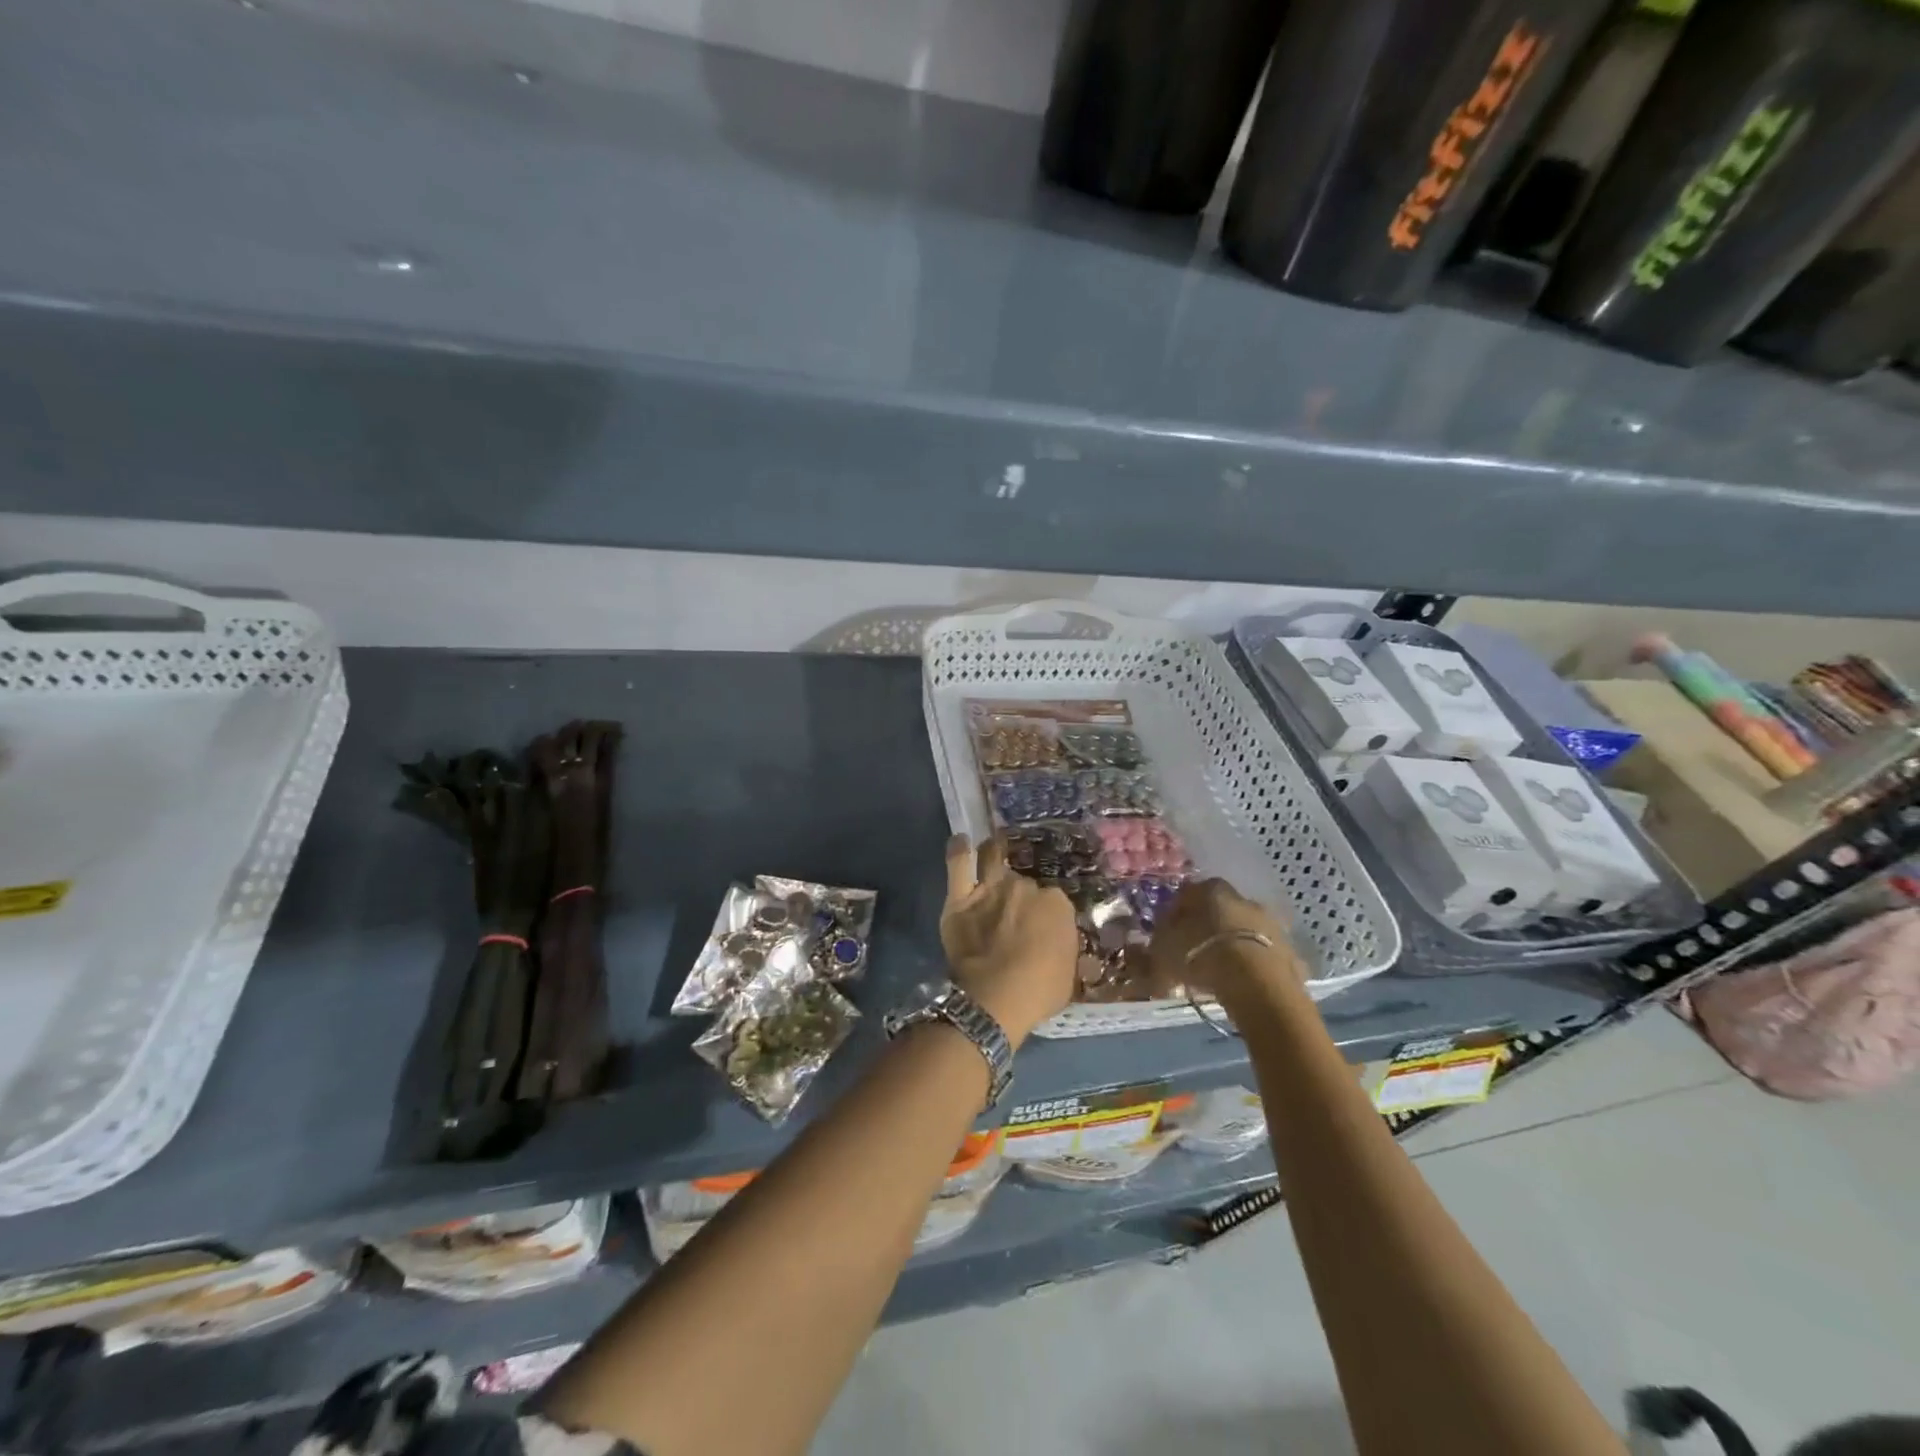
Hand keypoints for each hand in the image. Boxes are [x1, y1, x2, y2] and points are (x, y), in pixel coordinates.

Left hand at [941, 835, 1078, 1046]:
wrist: (996, 998)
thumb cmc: (1039, 992)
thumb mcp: (1069, 973)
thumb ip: (1064, 948)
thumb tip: (1059, 944)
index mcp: (1056, 904)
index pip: (1052, 899)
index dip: (1045, 912)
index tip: (1040, 925)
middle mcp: (1024, 887)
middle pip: (1022, 881)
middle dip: (1019, 892)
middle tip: (1015, 907)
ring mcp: (991, 888)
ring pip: (992, 857)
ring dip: (993, 852)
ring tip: (993, 849)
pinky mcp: (960, 898)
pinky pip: (958, 864)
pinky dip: (959, 850)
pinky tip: (961, 841)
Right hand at [1147, 878, 1301, 998]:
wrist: (1259, 986)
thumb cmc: (1203, 956)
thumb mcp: (1163, 951)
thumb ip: (1156, 943)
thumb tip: (1154, 942)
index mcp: (1211, 890)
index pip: (1187, 894)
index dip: (1174, 914)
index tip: (1166, 935)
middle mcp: (1243, 898)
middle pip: (1218, 911)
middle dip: (1205, 928)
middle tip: (1190, 954)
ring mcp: (1271, 924)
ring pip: (1242, 932)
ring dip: (1230, 946)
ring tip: (1217, 973)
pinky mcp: (1290, 951)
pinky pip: (1262, 955)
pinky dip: (1251, 966)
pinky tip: (1241, 984)